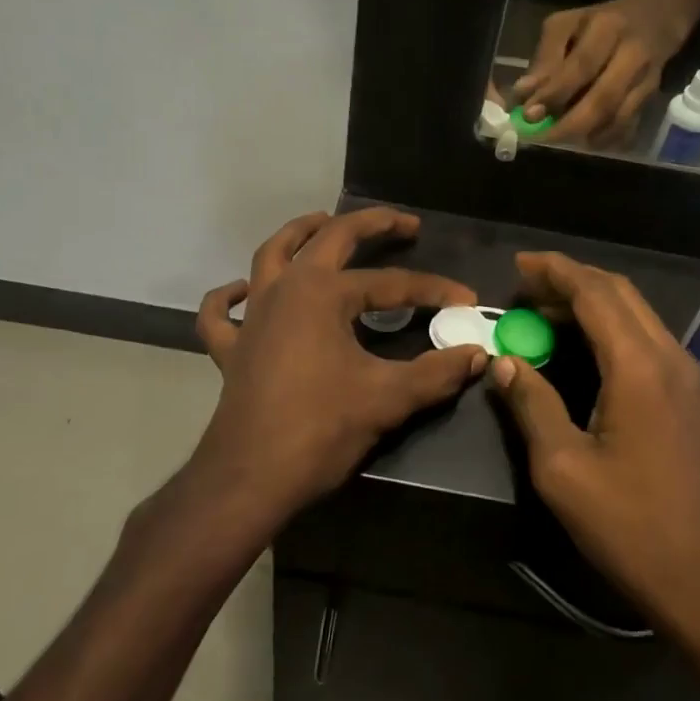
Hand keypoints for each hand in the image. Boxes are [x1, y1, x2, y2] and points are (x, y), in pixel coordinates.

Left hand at [192, 208, 487, 530]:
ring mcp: (252, 316)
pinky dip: (229, 297)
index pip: (391, 283)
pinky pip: (220, 313)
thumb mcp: (387, 398)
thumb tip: (478, 354)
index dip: (432, 290)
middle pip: (329, 239)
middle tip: (403, 223)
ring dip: (298, 234)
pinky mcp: (231, 348)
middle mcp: (284, 289)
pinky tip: (242, 291)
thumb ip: (437, 372)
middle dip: (370, 225)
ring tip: (322, 222)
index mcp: (322, 293)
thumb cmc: (319, 430)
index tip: (465, 300)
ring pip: (270, 255)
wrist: (250, 479)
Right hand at [485, 251, 699, 637]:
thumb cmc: (630, 527)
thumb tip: (505, 362)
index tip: (518, 264)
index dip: (554, 271)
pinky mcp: (691, 399)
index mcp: (638, 367)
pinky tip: (584, 347)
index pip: (594, 293)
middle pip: (619, 292)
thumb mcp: (563, 469)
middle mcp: (668, 358)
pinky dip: (611, 326)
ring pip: (636, 313)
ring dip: (592, 302)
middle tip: (525, 285)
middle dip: (571, 279)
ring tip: (544, 311)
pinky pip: (646, 339)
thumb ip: (531, 405)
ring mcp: (686, 378)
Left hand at [512, 0, 691, 145]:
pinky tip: (585, 140)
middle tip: (542, 137)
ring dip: (586, 135)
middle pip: (604, 99)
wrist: (656, 17)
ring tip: (559, 140)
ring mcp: (647, 79)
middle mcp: (633, 54)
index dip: (554, 93)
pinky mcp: (652, 99)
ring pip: (618, 118)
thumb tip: (523, 94)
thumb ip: (545, 57)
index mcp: (607, 28)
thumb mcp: (566, 25)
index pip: (581, 66)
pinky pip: (629, 127)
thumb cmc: (599, 22)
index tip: (528, 114)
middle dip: (569, 125)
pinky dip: (605, 139)